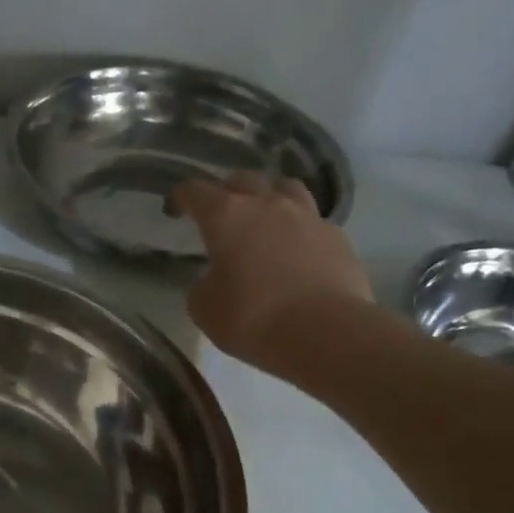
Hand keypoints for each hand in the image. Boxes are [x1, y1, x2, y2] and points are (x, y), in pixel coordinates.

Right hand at [175, 173, 373, 365]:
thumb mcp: (205, 308)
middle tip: (220, 213)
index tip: (175, 209)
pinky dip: (299, 229)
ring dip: (270, 198)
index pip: (196, 191)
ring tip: (265, 219)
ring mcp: (308, 217)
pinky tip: (296, 250)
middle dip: (226, 191)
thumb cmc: (253, 318)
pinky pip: (313, 221)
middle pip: (244, 180)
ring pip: (285, 188)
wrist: (326, 333)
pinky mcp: (338, 237)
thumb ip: (203, 285)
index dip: (181, 197)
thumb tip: (214, 279)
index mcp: (226, 216)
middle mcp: (268, 205)